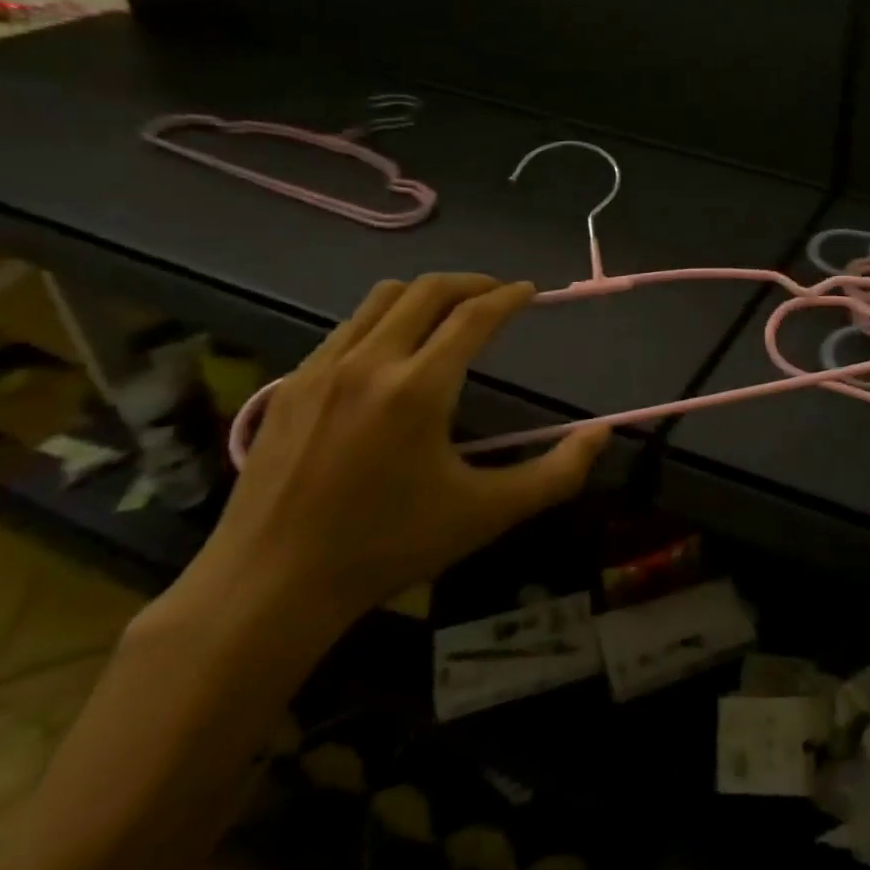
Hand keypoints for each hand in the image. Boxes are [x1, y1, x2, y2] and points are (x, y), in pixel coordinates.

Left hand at [184, 275, 607, 628]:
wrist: (269, 587)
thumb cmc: (388, 547)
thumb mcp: (487, 514)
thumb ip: (556, 473)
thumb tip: (601, 434)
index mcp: (418, 389)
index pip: (474, 316)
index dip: (509, 297)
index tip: (530, 291)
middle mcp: (368, 363)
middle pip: (427, 290)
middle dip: (471, 283)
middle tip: (497, 294)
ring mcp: (320, 369)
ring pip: (381, 299)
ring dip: (425, 294)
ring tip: (449, 313)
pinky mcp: (289, 386)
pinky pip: (346, 328)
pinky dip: (383, 320)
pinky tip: (394, 352)